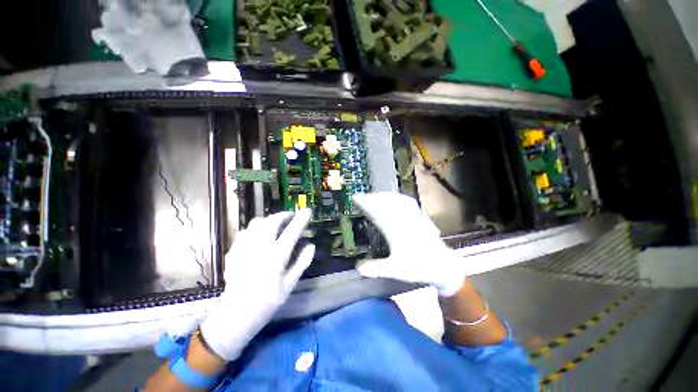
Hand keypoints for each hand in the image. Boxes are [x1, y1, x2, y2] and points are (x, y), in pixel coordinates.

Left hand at [200, 209, 314, 360]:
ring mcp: (245, 247)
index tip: (308, 211)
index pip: (292, 231)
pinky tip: (258, 236)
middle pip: (273, 221)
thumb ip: (302, 262)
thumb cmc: (267, 302)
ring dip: (269, 220)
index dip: (302, 219)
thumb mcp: (290, 284)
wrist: (236, 315)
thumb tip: (311, 245)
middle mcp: (260, 247)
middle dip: (284, 215)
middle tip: (291, 217)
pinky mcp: (234, 251)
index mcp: (276, 256)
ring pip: (257, 222)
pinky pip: (245, 231)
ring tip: (275, 224)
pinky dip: (255, 228)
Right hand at [353, 193, 464, 296]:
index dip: (365, 203)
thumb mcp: (395, 270)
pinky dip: (398, 197)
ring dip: (384, 196)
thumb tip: (357, 267)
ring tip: (375, 196)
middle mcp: (404, 219)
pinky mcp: (420, 216)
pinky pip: (408, 202)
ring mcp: (413, 216)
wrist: (443, 265)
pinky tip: (395, 198)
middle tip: (362, 197)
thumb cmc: (418, 267)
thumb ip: (375, 268)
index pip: (377, 212)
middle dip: (372, 198)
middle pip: (386, 203)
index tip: (356, 198)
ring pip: (396, 200)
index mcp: (395, 230)